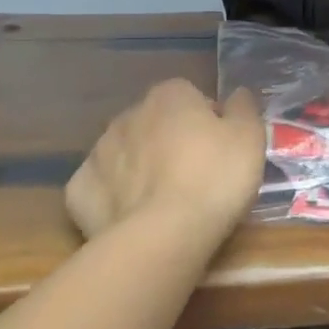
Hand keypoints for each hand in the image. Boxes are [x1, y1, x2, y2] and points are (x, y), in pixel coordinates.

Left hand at [66, 79, 264, 239]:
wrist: (163, 235)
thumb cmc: (214, 178)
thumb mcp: (249, 138)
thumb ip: (243, 108)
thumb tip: (237, 93)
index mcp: (170, 95)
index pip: (192, 97)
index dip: (208, 122)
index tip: (221, 149)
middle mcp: (130, 114)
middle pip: (157, 123)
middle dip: (171, 142)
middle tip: (197, 176)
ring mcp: (99, 151)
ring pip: (127, 153)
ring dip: (142, 166)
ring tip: (166, 201)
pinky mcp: (79, 190)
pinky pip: (102, 186)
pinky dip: (115, 196)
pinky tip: (132, 216)